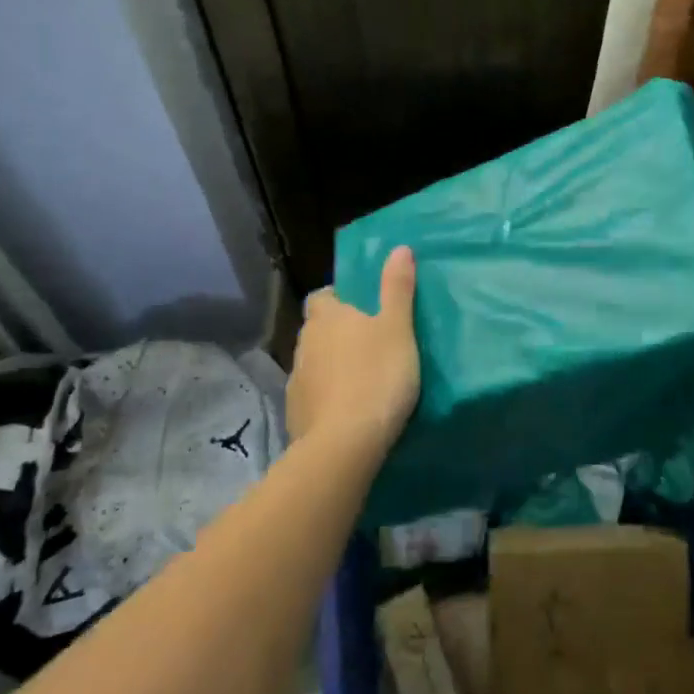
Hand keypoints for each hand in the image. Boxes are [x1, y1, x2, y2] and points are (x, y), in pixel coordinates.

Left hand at [288, 246, 420, 455]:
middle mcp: (304, 343)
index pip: (323, 296)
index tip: (361, 307)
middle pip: (317, 329)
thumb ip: (397, 287)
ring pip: (313, 362)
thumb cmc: (377, 376)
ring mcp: (296, 381)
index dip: (339, 298)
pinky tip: (346, 409)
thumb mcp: (398, 327)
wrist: (344, 446)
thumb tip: (398, 248)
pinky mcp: (295, 415)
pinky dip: (325, 397)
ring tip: (360, 378)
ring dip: (330, 365)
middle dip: (336, 332)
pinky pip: (312, 396)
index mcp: (327, 316)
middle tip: (368, 342)